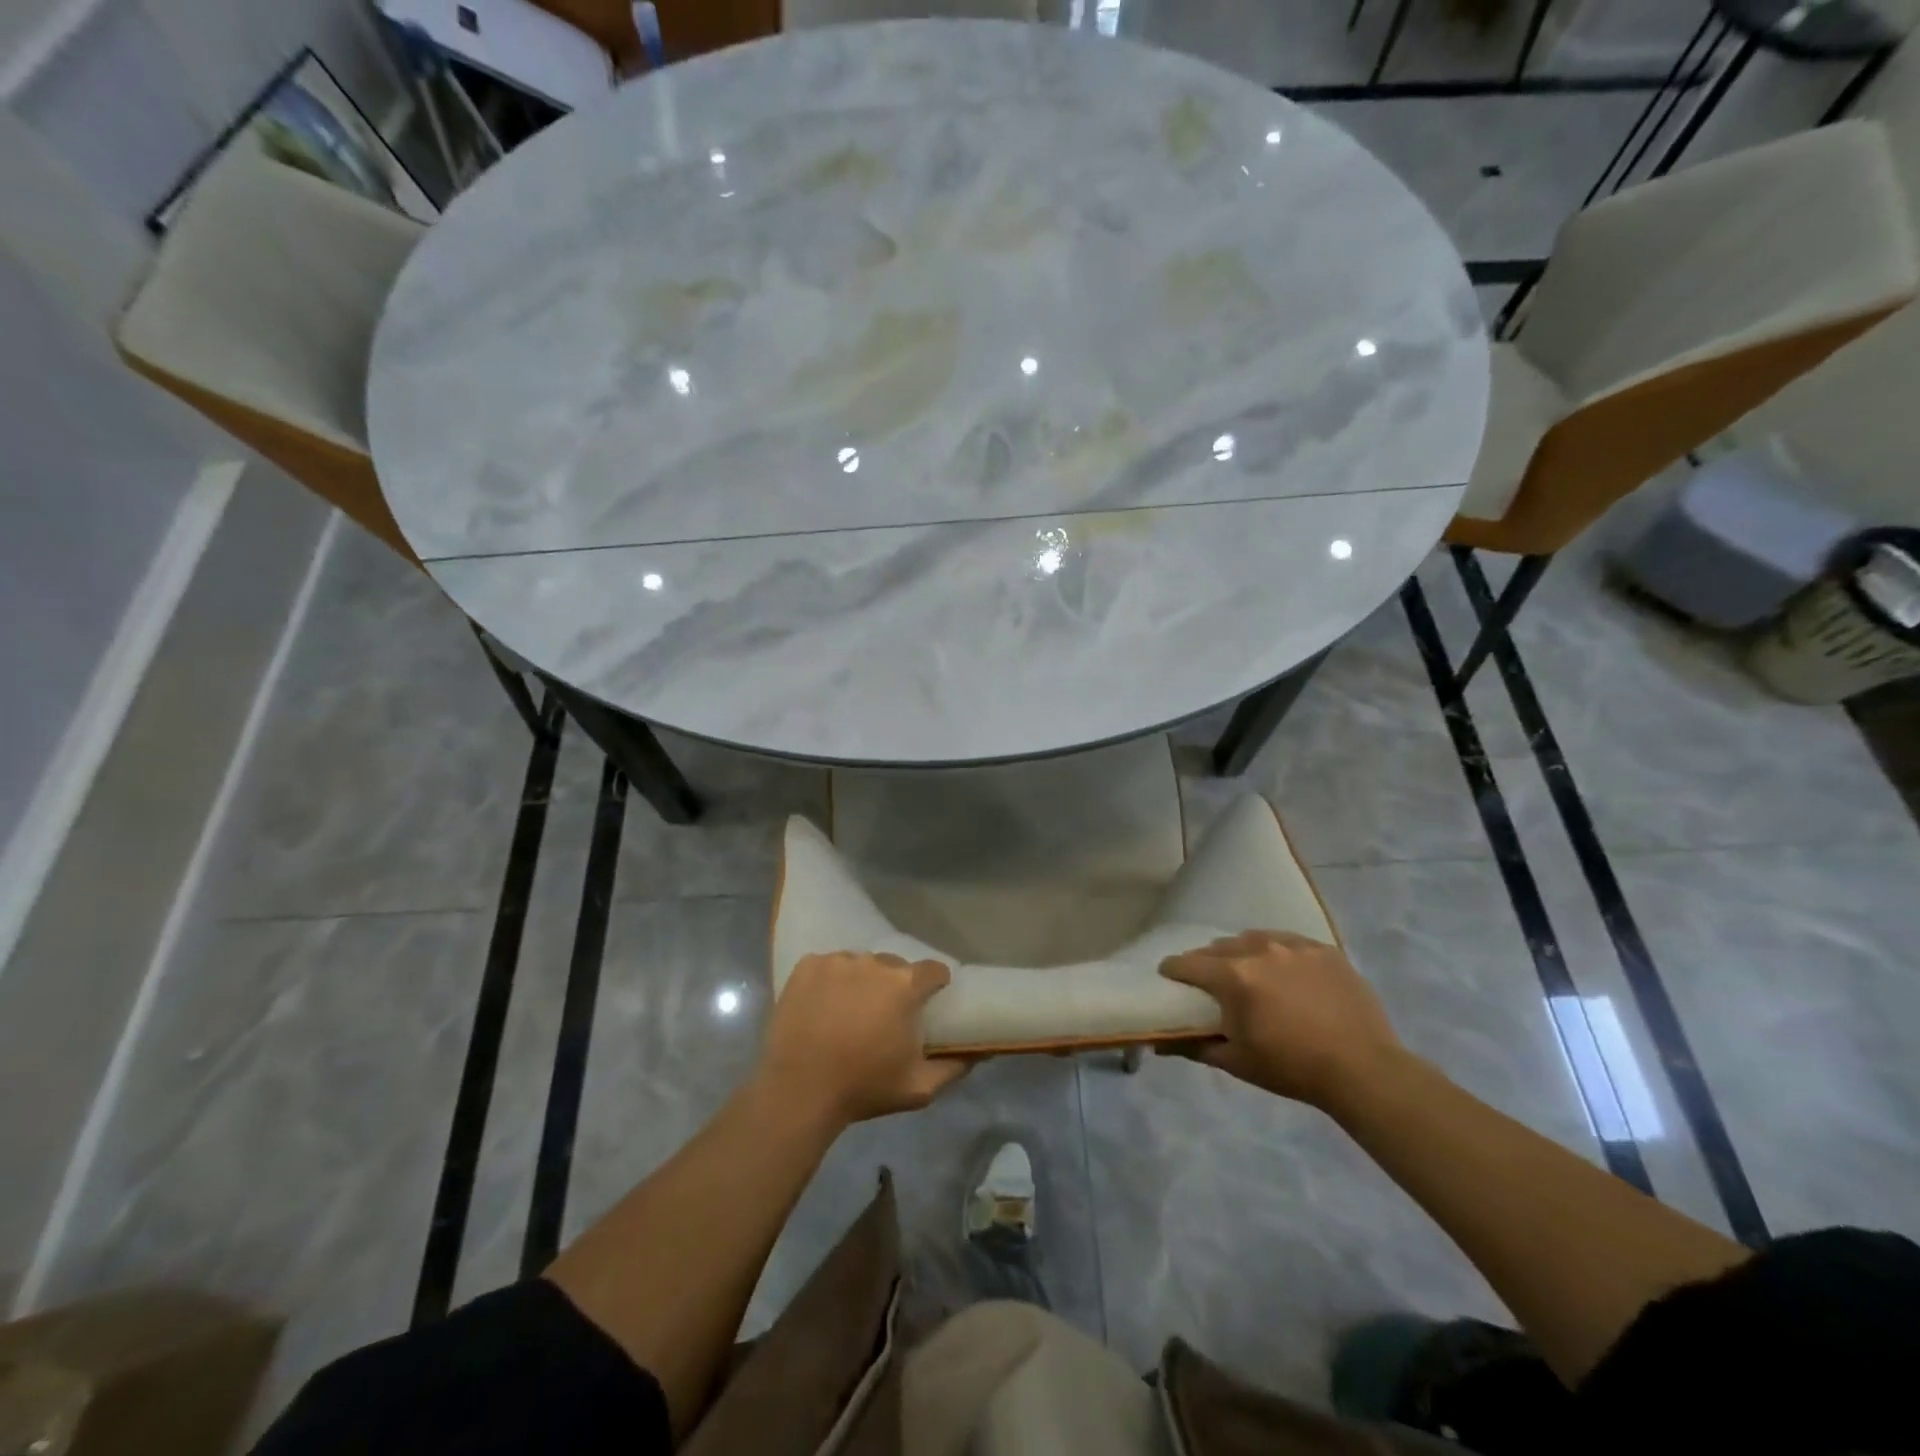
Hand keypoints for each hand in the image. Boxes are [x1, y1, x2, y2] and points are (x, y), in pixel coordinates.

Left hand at [757, 952, 970, 1126]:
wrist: (799, 1091)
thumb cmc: (863, 1087)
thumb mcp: (919, 1088)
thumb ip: (955, 1066)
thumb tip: (980, 1052)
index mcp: (905, 985)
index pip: (933, 970)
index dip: (934, 985)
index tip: (928, 1002)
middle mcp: (874, 963)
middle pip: (894, 966)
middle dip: (894, 986)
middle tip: (883, 1015)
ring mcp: (838, 961)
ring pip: (860, 964)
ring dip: (861, 981)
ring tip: (848, 1012)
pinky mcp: (807, 966)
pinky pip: (828, 966)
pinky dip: (829, 981)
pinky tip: (822, 1006)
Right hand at [1159, 931, 1405, 1108]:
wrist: (1364, 1070)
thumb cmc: (1292, 1068)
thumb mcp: (1237, 1062)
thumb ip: (1195, 1047)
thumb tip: (1161, 1042)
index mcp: (1233, 976)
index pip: (1188, 963)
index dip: (1173, 970)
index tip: (1169, 977)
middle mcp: (1259, 950)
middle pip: (1219, 947)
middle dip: (1208, 962)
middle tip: (1211, 983)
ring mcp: (1294, 946)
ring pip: (1254, 939)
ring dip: (1243, 953)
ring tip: (1250, 972)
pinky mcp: (1324, 949)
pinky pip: (1289, 942)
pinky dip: (1279, 954)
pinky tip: (1286, 973)